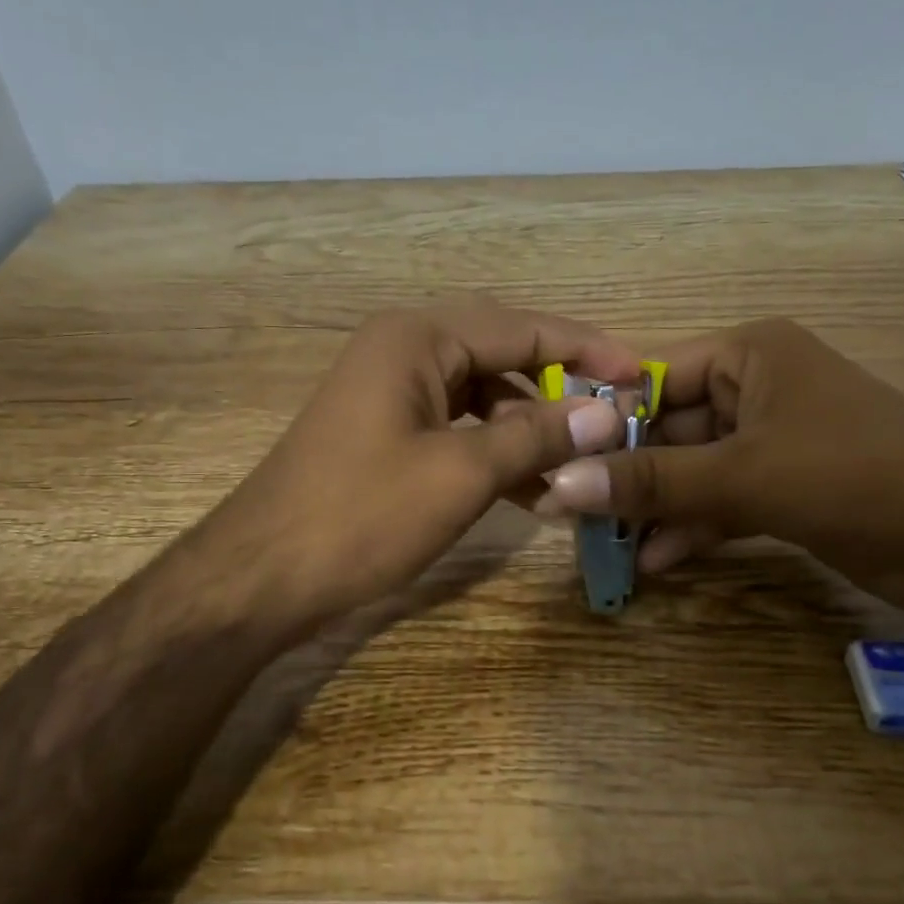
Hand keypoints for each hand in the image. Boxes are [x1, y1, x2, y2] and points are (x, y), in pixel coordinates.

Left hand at [195, 298, 639, 636]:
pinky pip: (455, 427)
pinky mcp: (384, 431)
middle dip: (559, 389)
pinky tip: (530, 491)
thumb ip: (536, 436)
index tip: (641, 376)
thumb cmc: (361, 515)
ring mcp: (390, 391)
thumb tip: (609, 414)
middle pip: (502, 355)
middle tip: (614, 419)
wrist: (262, 576)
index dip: (587, 350)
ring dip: (528, 429)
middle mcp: (403, 349)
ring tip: (577, 468)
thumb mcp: (460, 474)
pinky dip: (493, 452)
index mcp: (418, 338)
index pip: (522, 327)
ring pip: (481, 397)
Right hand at [537, 318, 903, 583]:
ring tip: (604, 546)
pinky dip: (691, 528)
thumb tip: (556, 484)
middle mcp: (756, 389)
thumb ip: (651, 482)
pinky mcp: (785, 487)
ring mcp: (771, 441)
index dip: (603, 422)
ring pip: (692, 471)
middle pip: (669, 430)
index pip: (653, 378)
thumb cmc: (857, 475)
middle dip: (626, 475)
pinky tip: (655, 561)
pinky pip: (720, 501)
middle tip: (571, 514)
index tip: (554, 462)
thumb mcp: (745, 476)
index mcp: (749, 356)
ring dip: (654, 508)